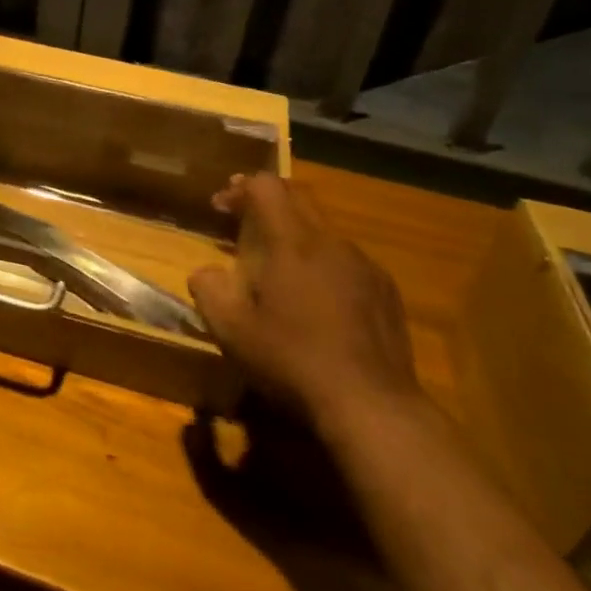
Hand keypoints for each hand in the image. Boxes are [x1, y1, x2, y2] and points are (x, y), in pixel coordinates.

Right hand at [189, 174, 419, 431]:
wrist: (370, 403)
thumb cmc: (292, 360)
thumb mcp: (232, 331)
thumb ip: (209, 291)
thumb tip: (205, 273)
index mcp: (292, 243)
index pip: (266, 187)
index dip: (239, 188)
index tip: (220, 206)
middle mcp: (331, 243)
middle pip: (299, 198)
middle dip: (267, 201)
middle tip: (242, 220)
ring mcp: (365, 265)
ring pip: (325, 230)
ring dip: (296, 234)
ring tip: (278, 266)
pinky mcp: (386, 291)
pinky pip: (348, 260)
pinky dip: (323, 262)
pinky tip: (316, 299)